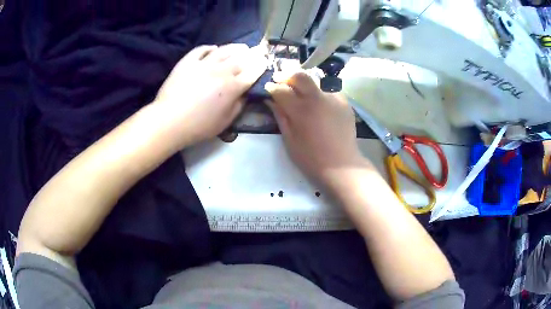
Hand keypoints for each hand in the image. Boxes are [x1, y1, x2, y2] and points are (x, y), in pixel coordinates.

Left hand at [154, 44, 266, 146]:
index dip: (260, 66)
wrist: (170, 120)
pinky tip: (213, 48)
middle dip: (252, 54)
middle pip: (241, 58)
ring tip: (241, 46)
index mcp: (233, 87)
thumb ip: (238, 106)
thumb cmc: (199, 125)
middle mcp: (221, 71)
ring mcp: (203, 64)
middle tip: (258, 50)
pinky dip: (209, 47)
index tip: (265, 62)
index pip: (252, 73)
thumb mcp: (225, 121)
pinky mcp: (188, 62)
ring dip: (235, 47)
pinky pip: (201, 50)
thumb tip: (244, 94)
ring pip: (223, 50)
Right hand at [265, 71, 369, 186]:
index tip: (268, 87)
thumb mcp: (290, 139)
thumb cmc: (311, 157)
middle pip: (300, 76)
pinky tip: (319, 105)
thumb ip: (280, 116)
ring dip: (305, 85)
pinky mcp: (345, 102)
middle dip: (287, 75)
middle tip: (280, 80)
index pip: (281, 90)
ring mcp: (334, 98)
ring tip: (301, 94)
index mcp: (301, 109)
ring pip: (316, 82)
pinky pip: (329, 91)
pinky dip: (320, 94)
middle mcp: (318, 98)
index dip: (272, 87)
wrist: (341, 165)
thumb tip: (270, 100)